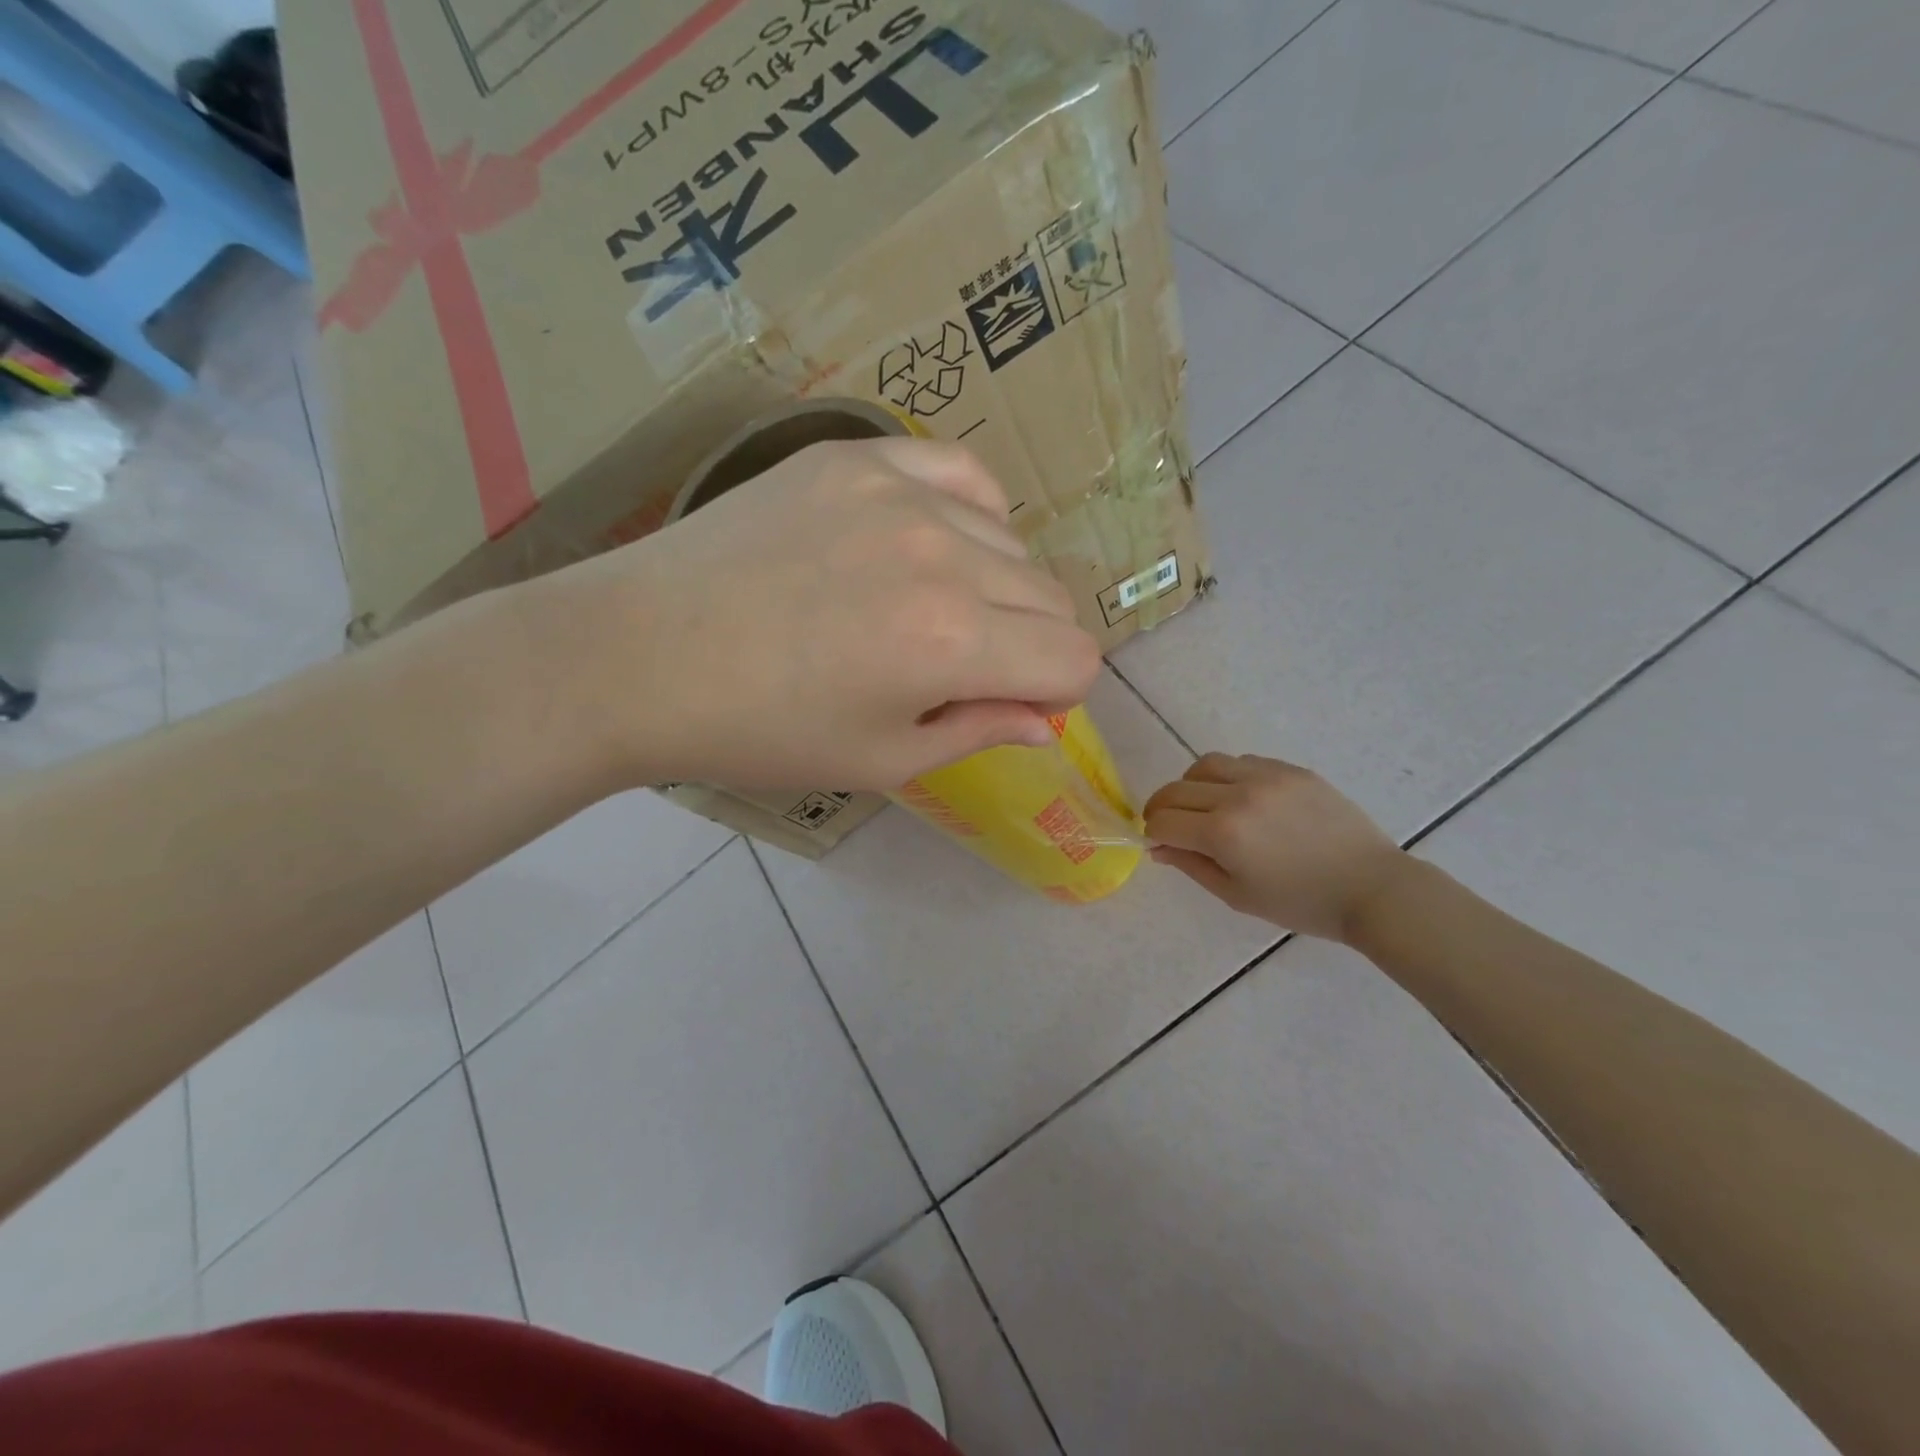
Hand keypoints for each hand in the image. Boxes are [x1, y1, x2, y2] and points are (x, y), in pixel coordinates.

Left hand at [540, 437, 1101, 791]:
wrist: (638, 656)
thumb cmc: (761, 731)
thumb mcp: (880, 759)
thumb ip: (978, 731)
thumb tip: (1045, 722)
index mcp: (951, 643)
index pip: (1073, 659)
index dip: (1056, 693)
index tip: (1010, 704)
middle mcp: (943, 556)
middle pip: (1052, 599)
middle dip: (1030, 645)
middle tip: (965, 668)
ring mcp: (898, 493)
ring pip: (1011, 543)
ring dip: (996, 587)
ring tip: (928, 609)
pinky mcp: (855, 458)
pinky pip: (960, 474)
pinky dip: (969, 515)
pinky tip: (931, 542)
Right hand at [1143, 754, 1408, 942]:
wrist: (1371, 888)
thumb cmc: (1301, 903)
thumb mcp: (1237, 895)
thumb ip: (1191, 866)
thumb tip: (1158, 847)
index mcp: (1223, 833)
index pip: (1163, 821)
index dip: (1153, 833)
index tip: (1159, 844)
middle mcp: (1238, 796)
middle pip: (1175, 790)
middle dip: (1162, 809)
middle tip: (1168, 826)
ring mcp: (1267, 777)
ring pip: (1205, 765)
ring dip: (1191, 785)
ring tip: (1202, 806)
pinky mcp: (1290, 769)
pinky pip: (1242, 762)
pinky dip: (1227, 777)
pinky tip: (1240, 799)